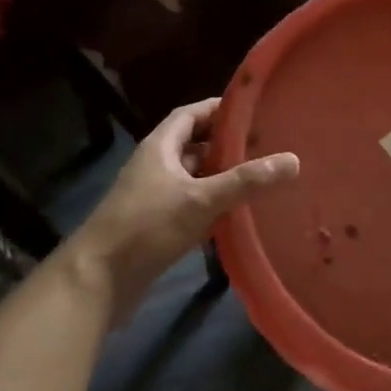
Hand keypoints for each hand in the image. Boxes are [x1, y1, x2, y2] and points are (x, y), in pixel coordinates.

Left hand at [60, 99, 298, 321]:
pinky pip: (190, 206)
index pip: (191, 115)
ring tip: (258, 177)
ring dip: (220, 177)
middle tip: (265, 145)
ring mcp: (153, 198)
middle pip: (194, 145)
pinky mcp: (155, 226)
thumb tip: (294, 160)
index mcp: (159, 147)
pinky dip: (212, 205)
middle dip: (226, 144)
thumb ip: (246, 181)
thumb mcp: (201, 199)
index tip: (253, 110)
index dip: (219, 109)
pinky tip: (236, 215)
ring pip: (193, 178)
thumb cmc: (146, 227)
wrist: (97, 282)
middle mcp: (155, 166)